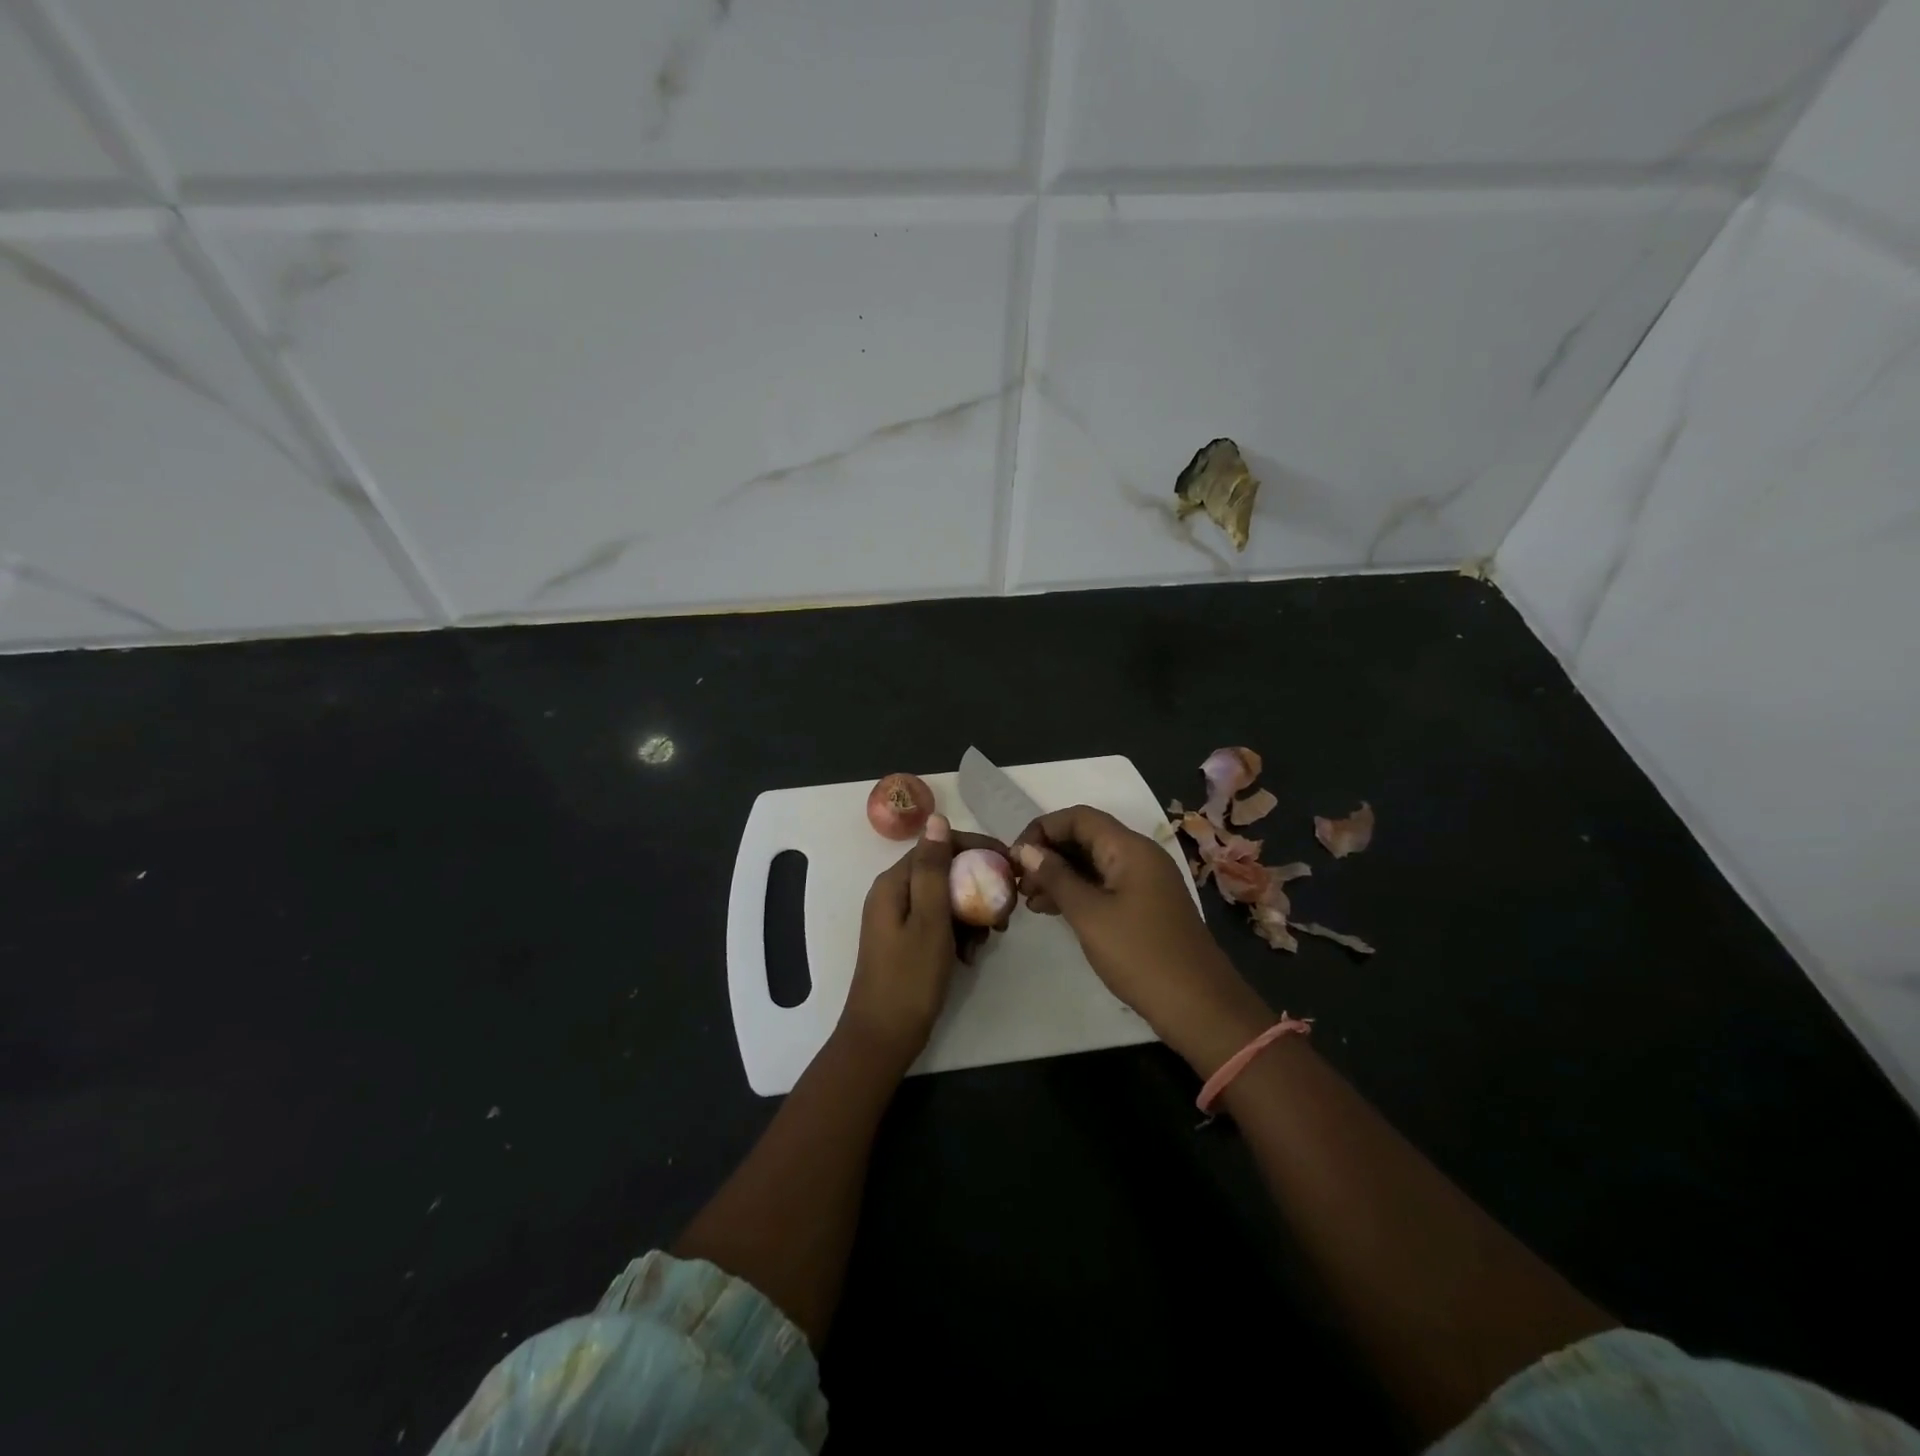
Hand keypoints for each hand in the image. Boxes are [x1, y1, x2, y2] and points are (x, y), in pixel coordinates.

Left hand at [840, 814, 1009, 1071]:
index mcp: (893, 883)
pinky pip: (939, 922)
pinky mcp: (906, 940)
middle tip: (1006, 911)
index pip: (938, 846)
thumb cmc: (909, 978)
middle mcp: (893, 893)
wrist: (883, 1038)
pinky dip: (958, 933)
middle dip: (977, 886)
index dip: (976, 849)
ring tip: (990, 939)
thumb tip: (936, 819)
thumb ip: (934, 869)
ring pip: (945, 898)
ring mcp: (898, 918)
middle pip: (943, 872)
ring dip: (971, 913)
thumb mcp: (929, 920)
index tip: (1010, 866)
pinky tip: (971, 956)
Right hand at [1013, 806, 1262, 1060]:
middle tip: (1018, 882)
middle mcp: (1139, 855)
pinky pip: (1104, 885)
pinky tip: (1052, 911)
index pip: (1078, 817)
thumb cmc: (1140, 954)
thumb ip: (1056, 877)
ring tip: (1028, 900)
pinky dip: (1077, 892)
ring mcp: (1144, 881)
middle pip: (1086, 837)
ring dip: (1059, 875)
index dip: (1042, 829)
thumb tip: (1026, 850)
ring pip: (1093, 863)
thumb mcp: (1089, 914)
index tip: (1014, 857)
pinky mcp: (1145, 906)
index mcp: (1130, 848)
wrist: (1198, 1006)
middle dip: (1048, 853)